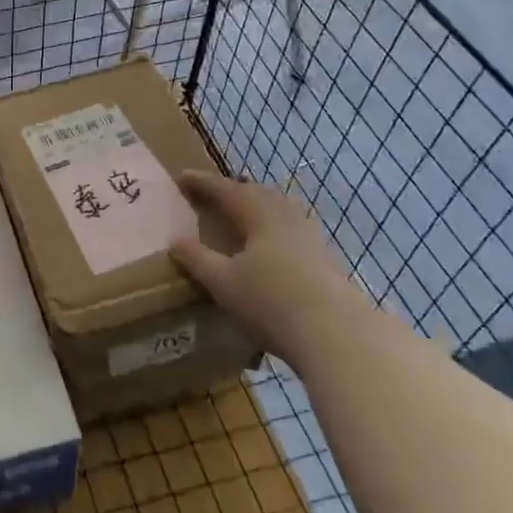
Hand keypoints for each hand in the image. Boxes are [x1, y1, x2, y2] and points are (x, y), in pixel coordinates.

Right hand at [168, 172, 371, 368]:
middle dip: (233, 191)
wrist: (337, 335)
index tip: (182, 177)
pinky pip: (292, 229)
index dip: (202, 183)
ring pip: (279, 210)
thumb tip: (176, 241)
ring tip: (241, 216)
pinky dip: (273, 228)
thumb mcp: (223, 282)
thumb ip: (197, 259)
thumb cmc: (271, 302)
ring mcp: (310, 237)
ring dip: (256, 207)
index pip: (225, 190)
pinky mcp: (325, 259)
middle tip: (213, 194)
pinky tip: (270, 247)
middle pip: (257, 194)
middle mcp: (286, 217)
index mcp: (259, 214)